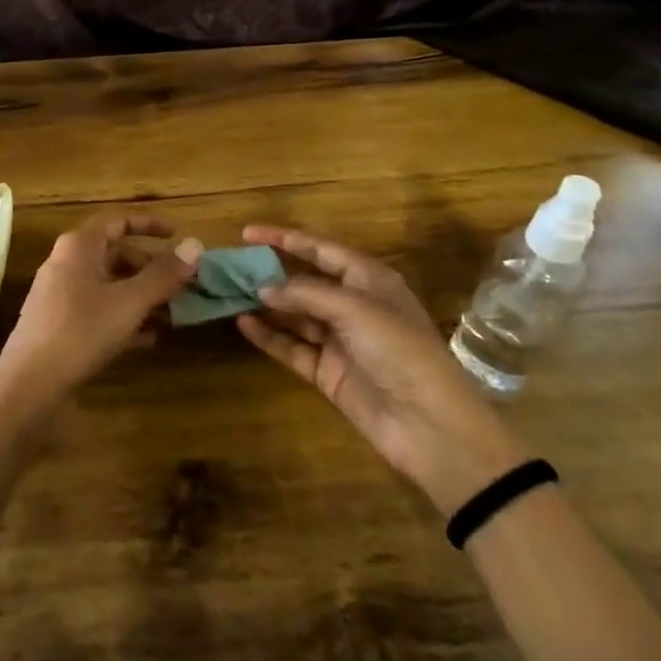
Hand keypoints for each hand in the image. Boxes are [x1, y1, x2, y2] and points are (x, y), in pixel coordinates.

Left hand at [0, 213, 194, 414]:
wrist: (29, 385)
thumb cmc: (81, 332)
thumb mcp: (130, 302)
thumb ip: (163, 274)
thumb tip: (195, 244)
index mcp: (79, 246)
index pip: (118, 221)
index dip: (149, 224)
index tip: (178, 234)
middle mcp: (67, 263)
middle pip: (116, 255)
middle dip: (152, 268)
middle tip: (183, 284)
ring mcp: (61, 295)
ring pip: (110, 285)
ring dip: (142, 296)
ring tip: (174, 313)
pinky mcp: (61, 325)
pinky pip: (100, 310)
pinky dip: (125, 317)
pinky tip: (150, 338)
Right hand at [237, 226, 529, 514]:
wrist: (432, 427)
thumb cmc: (401, 352)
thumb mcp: (356, 311)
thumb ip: (307, 294)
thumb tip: (263, 288)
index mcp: (369, 280)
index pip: (321, 249)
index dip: (285, 238)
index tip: (248, 232)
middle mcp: (353, 305)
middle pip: (304, 280)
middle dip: (270, 271)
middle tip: (231, 265)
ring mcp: (339, 340)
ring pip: (294, 314)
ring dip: (266, 304)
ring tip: (228, 292)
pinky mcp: (328, 372)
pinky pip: (292, 347)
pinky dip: (269, 336)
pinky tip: (243, 324)